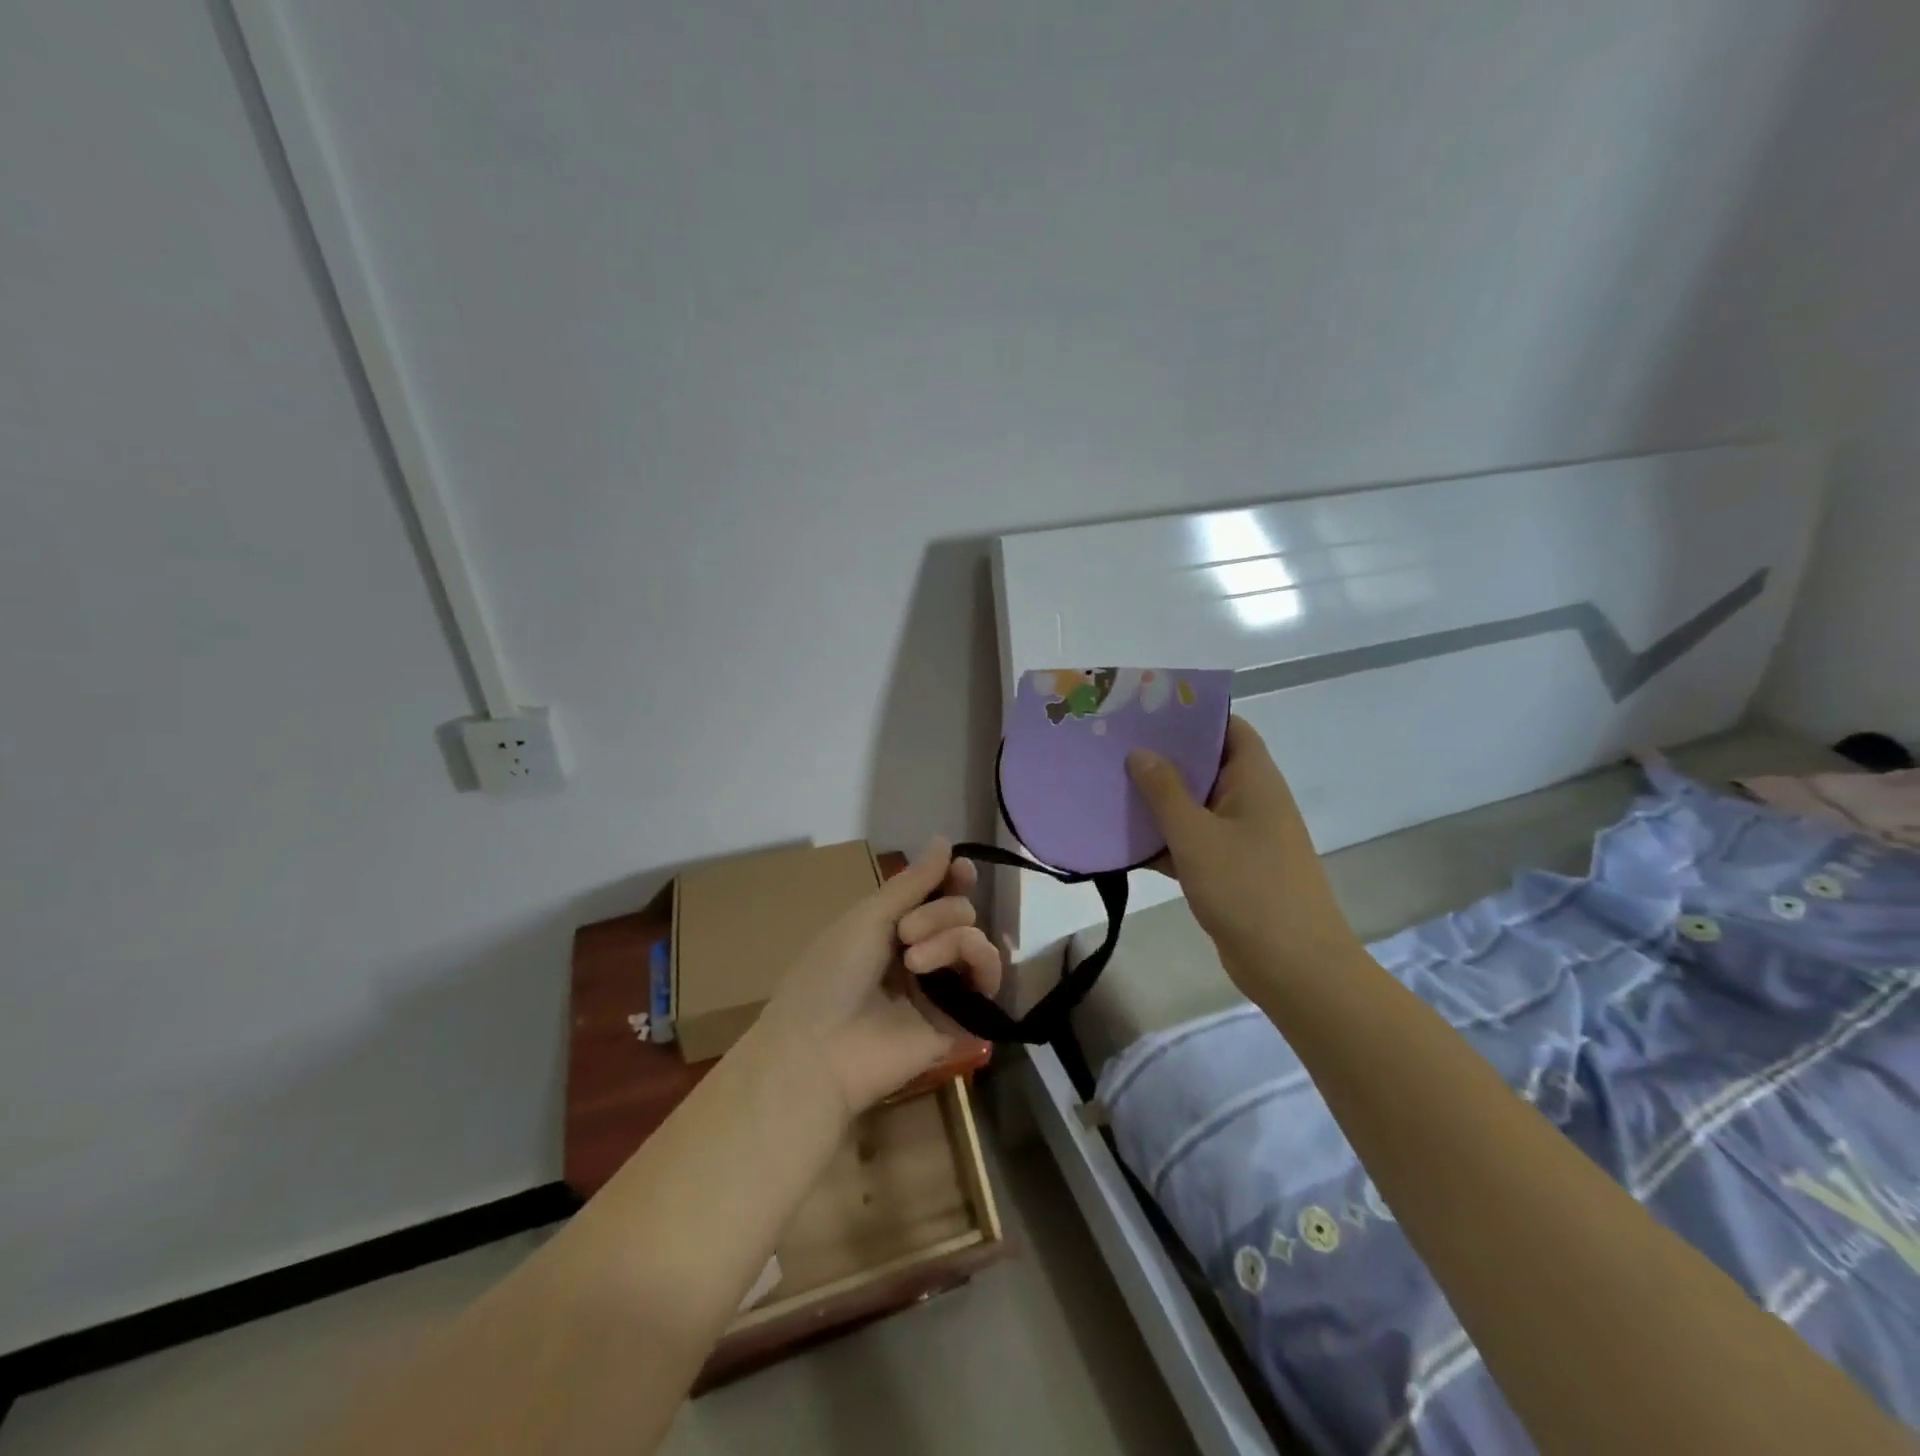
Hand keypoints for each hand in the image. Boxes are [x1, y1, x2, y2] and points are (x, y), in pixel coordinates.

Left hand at [756, 839, 1000, 1117]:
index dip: (953, 879)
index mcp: (893, 929)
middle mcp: (921, 953)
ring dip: (950, 937)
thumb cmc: (832, 973)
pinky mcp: (962, 1019)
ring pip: (976, 940)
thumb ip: (914, 882)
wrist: (821, 1048)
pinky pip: (990, 979)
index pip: (938, 895)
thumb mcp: (868, 916)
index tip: (961, 870)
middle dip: (938, 913)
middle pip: (960, 912)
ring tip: (915, 959)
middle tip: (904, 934)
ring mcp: (942, 987)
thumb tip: (945, 840)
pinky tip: (951, 968)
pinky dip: (980, 962)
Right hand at [1127, 716, 1364, 986]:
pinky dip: (1164, 840)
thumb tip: (1141, 752)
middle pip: (1206, 765)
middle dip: (1164, 757)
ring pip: (1195, 806)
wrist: (1293, 967)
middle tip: (1114, 746)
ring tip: (1109, 785)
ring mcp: (1242, 837)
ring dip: (1158, 801)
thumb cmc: (1248, 889)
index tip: (1146, 710)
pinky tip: (1123, 840)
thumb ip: (1165, 791)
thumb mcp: (1197, 836)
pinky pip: (1193, 842)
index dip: (1192, 715)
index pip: (1228, 728)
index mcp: (1254, 780)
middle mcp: (1251, 801)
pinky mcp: (1230, 870)